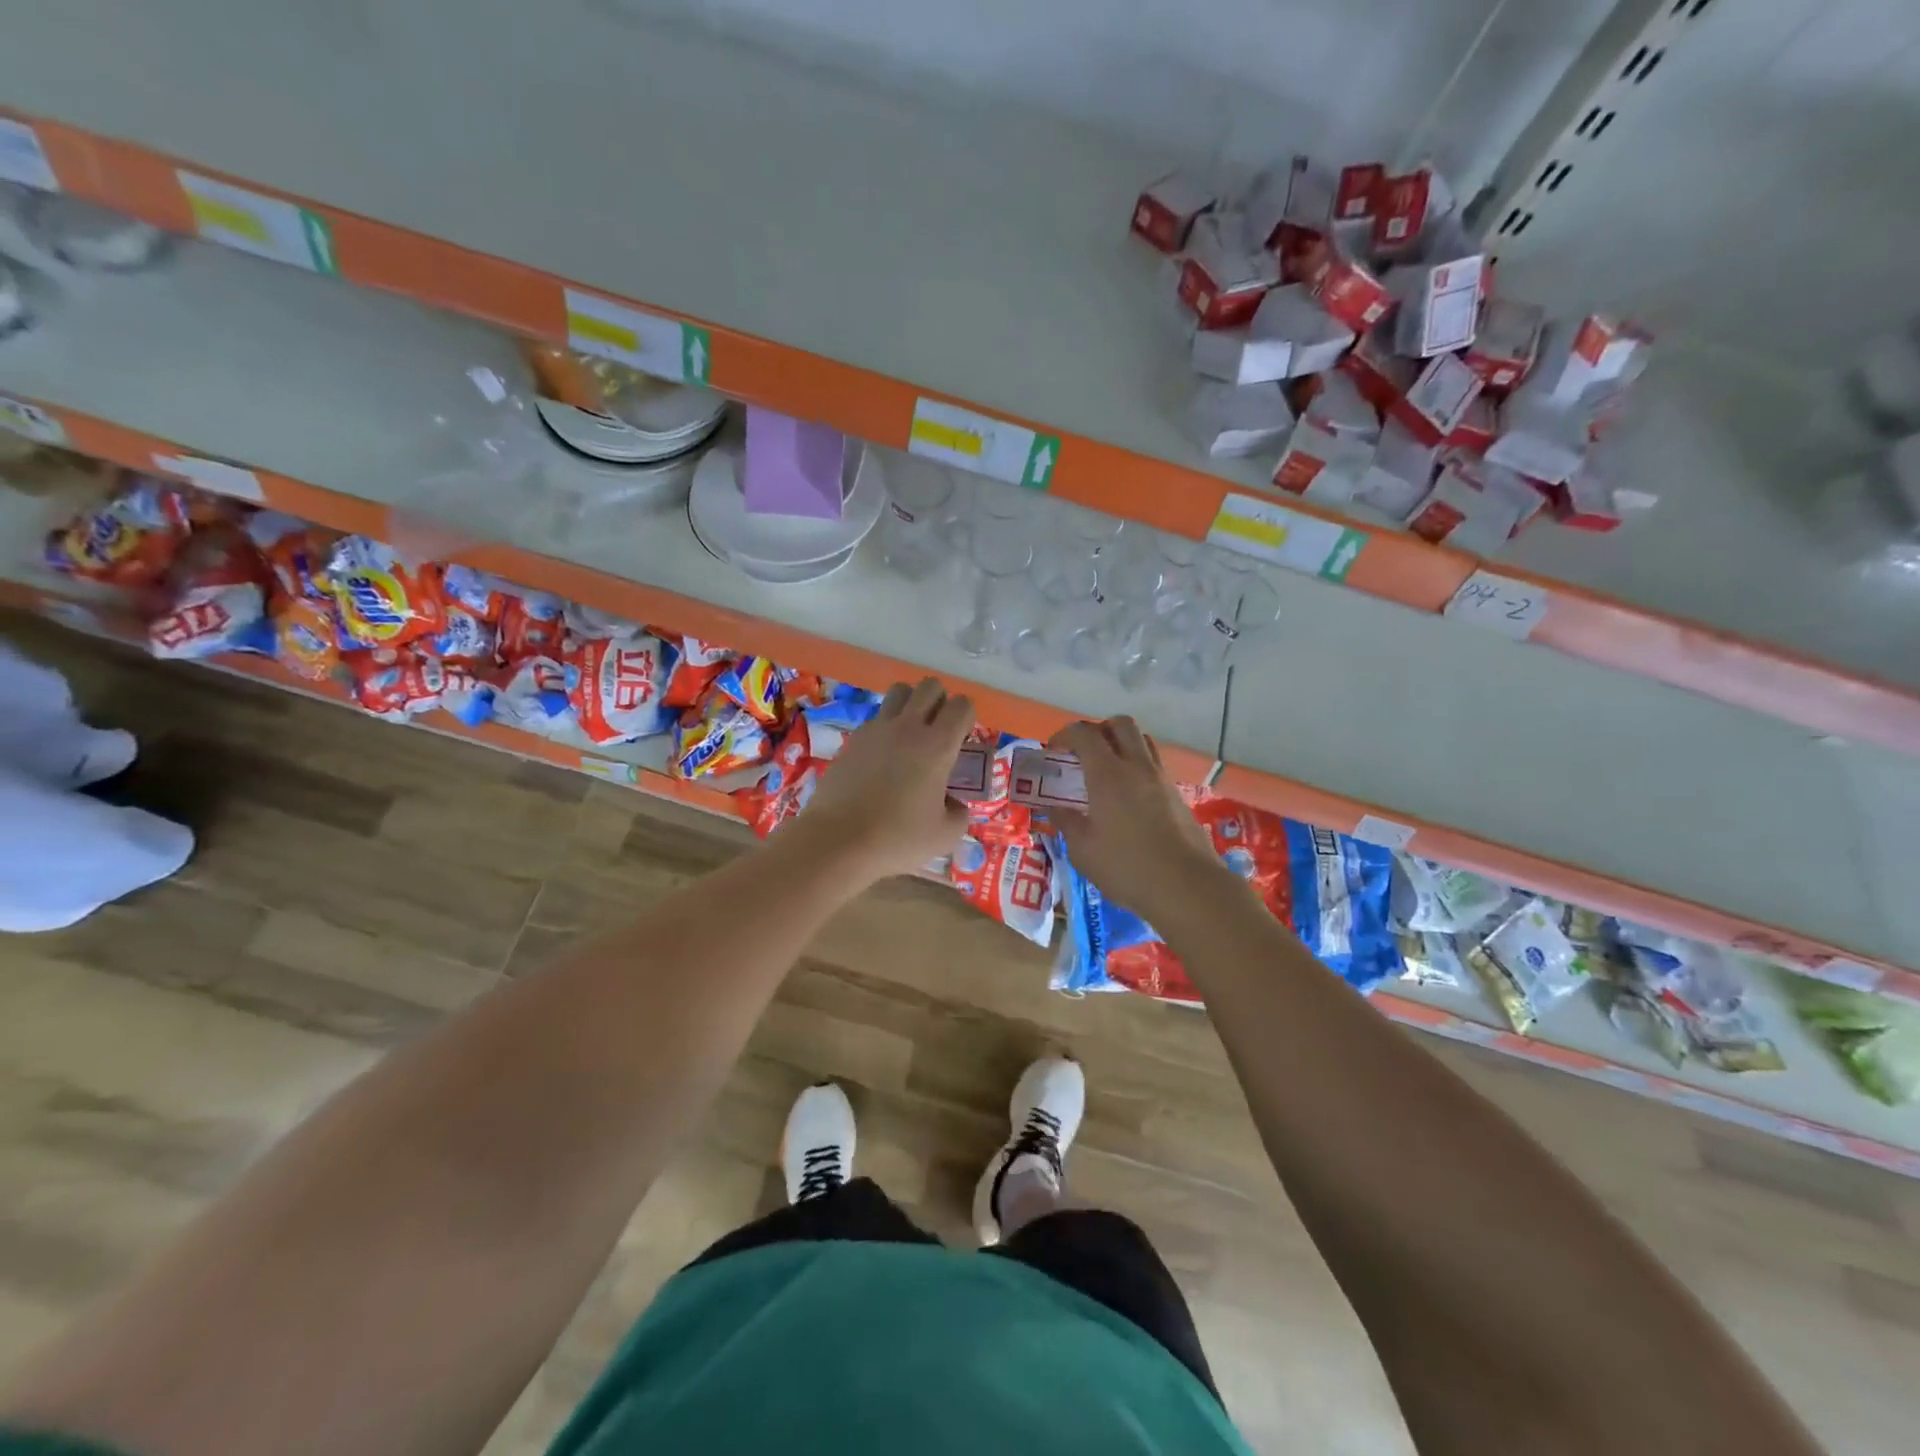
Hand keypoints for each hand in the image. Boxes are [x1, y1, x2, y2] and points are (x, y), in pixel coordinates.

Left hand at [796, 678, 974, 881]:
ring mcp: (876, 729)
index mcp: (937, 745)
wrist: (837, 841)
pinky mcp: (852, 740)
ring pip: (899, 692)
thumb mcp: (944, 835)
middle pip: (929, 686)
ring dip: (911, 704)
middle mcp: (908, 727)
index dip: (967, 717)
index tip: (962, 740)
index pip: (961, 705)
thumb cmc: (897, 838)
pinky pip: (876, 718)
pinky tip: (883, 758)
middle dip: (940, 701)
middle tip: (939, 732)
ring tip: (911, 735)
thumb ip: (959, 814)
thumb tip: (954, 805)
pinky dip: (885, 727)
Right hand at [1047, 717, 1225, 916]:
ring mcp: (1162, 779)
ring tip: (1105, 772)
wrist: (1187, 887)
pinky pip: (1154, 766)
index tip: (1053, 751)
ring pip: (1142, 741)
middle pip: (1120, 724)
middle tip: (1083, 754)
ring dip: (1121, 745)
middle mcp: (1137, 766)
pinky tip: (1127, 798)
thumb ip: (1066, 821)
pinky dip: (1137, 768)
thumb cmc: (1126, 867)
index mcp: (1108, 774)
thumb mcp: (1083, 849)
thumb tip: (1053, 806)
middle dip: (1098, 730)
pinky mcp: (1177, 796)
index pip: (1084, 734)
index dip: (1064, 735)